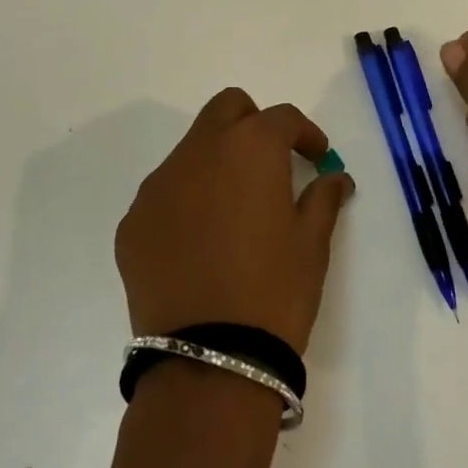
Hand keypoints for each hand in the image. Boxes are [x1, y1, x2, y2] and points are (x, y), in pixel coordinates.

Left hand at [115, 88, 355, 353]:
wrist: (209, 359)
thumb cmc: (275, 291)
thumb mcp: (313, 244)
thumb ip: (323, 198)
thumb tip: (335, 178)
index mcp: (249, 147)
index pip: (282, 118)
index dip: (305, 133)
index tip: (318, 158)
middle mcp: (198, 151)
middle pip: (226, 109)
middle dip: (253, 124)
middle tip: (271, 164)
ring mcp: (158, 185)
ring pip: (191, 149)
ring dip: (216, 163)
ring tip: (233, 211)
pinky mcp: (133, 221)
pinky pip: (164, 194)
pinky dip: (186, 202)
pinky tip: (199, 244)